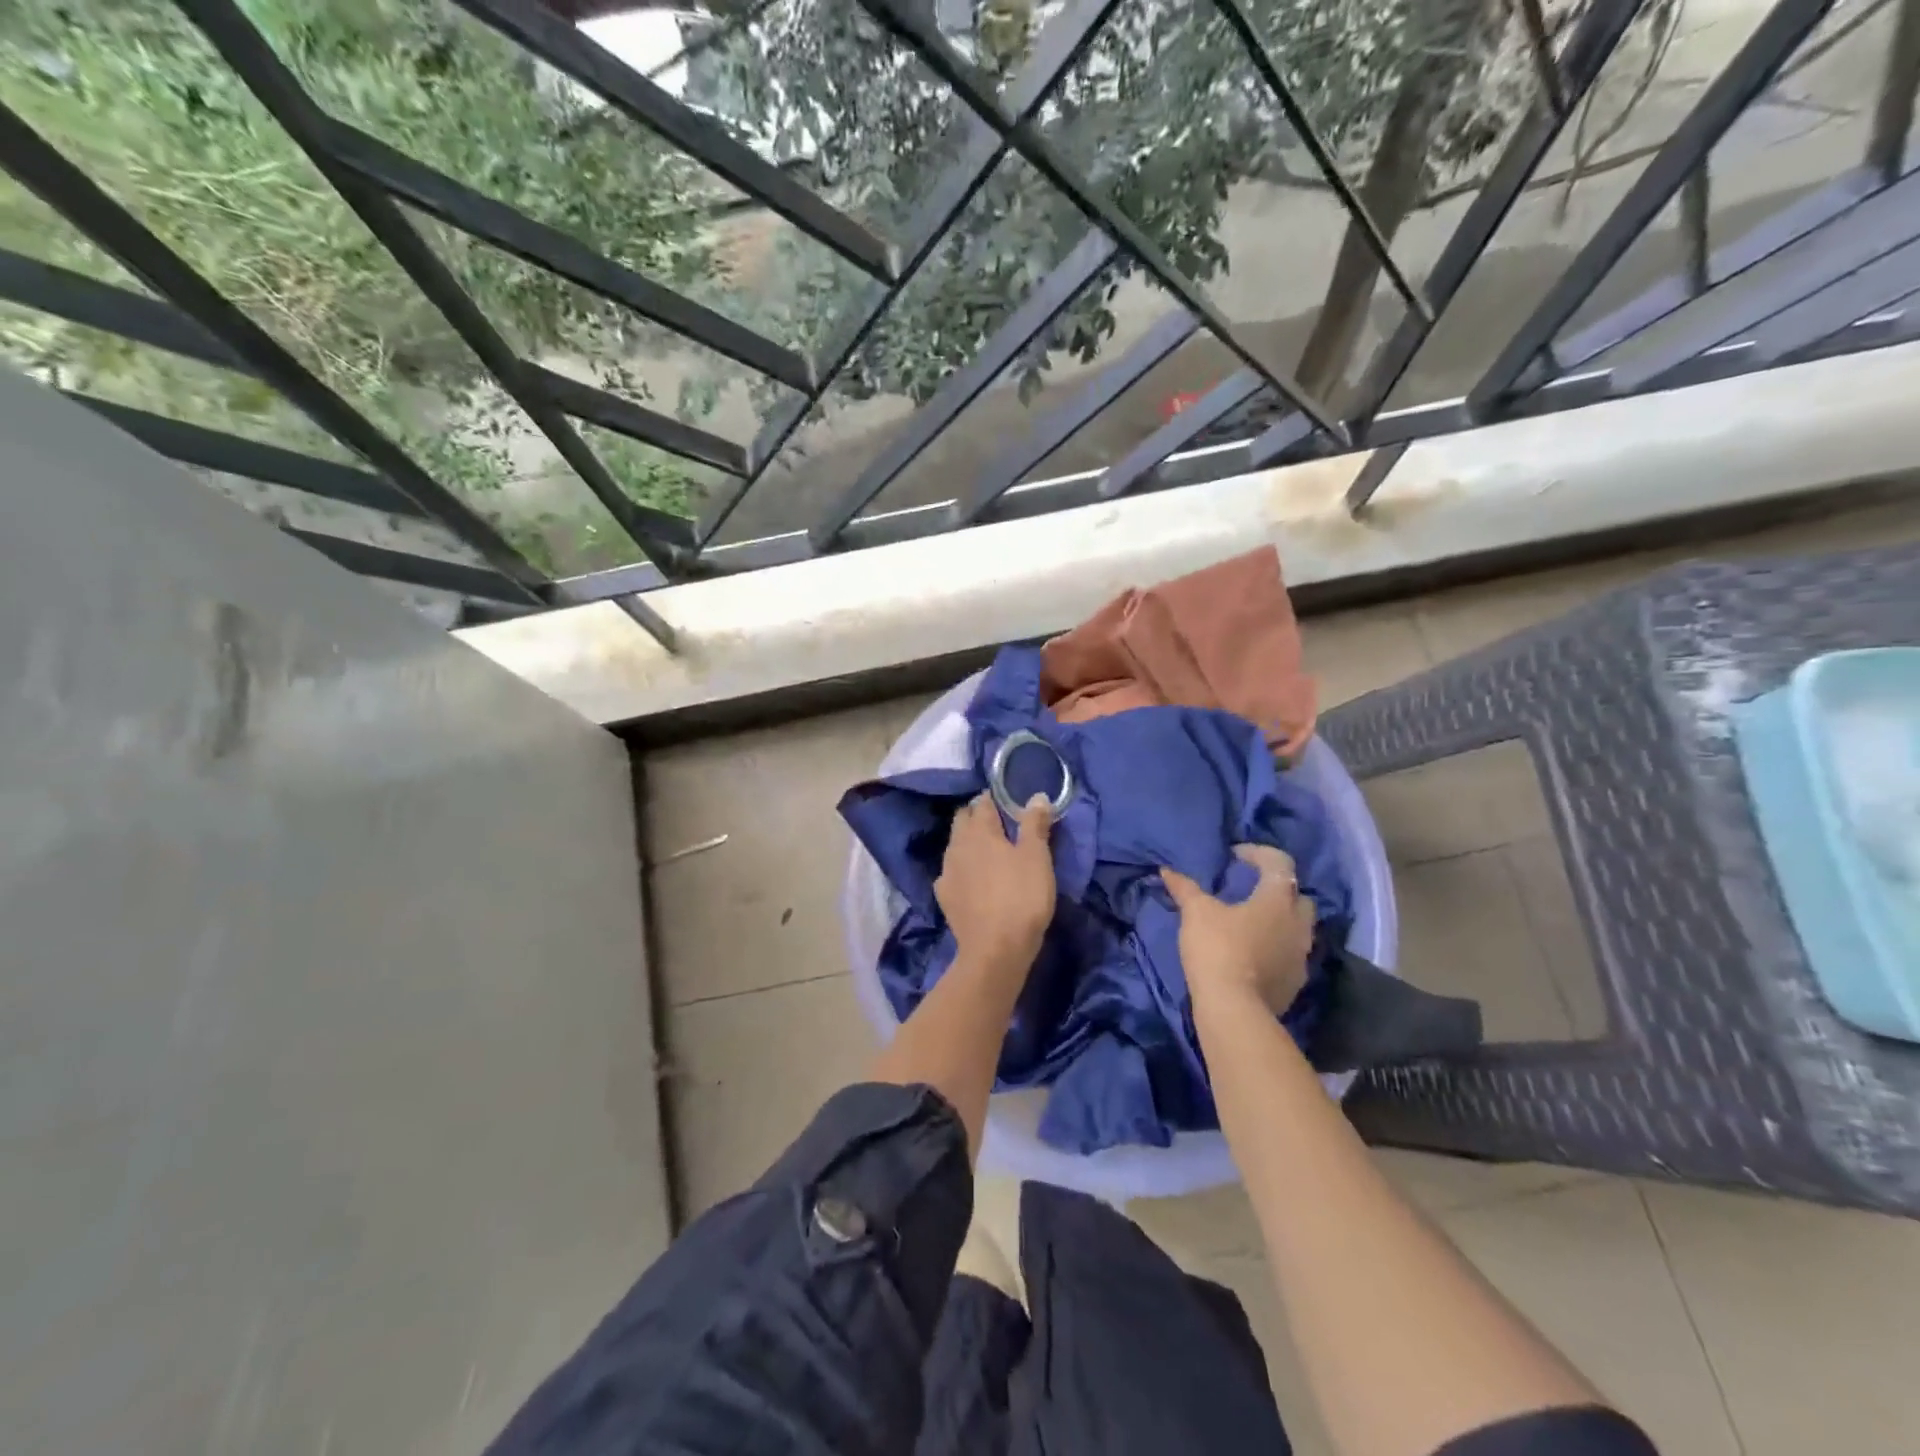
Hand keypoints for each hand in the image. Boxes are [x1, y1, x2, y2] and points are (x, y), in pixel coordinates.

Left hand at [936, 792, 1055, 967]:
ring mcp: (946, 872)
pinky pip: (950, 873)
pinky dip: (961, 869)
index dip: (993, 799)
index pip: (983, 803)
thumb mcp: (1037, 858)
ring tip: (985, 849)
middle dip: (976, 816)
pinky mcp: (944, 897)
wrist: (995, 950)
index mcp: (980, 831)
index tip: (1006, 800)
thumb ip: (1035, 824)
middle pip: (962, 820)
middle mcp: (957, 845)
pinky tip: (970, 879)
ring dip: (966, 842)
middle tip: (996, 822)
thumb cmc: (1021, 897)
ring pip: (954, 846)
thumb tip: (1036, 796)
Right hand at [1162, 844, 1314, 1014]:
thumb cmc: (1218, 948)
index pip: (1279, 862)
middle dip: (1277, 888)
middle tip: (1250, 889)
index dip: (1258, 853)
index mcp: (1278, 900)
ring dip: (1279, 919)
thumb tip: (1166, 870)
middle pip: (1297, 895)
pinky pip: (1290, 954)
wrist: (1234, 1008)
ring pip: (1297, 927)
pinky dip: (1276, 946)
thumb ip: (1185, 889)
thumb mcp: (1196, 912)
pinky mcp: (1296, 982)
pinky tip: (1253, 952)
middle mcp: (1298, 924)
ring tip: (1250, 921)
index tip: (1234, 856)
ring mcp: (1301, 955)